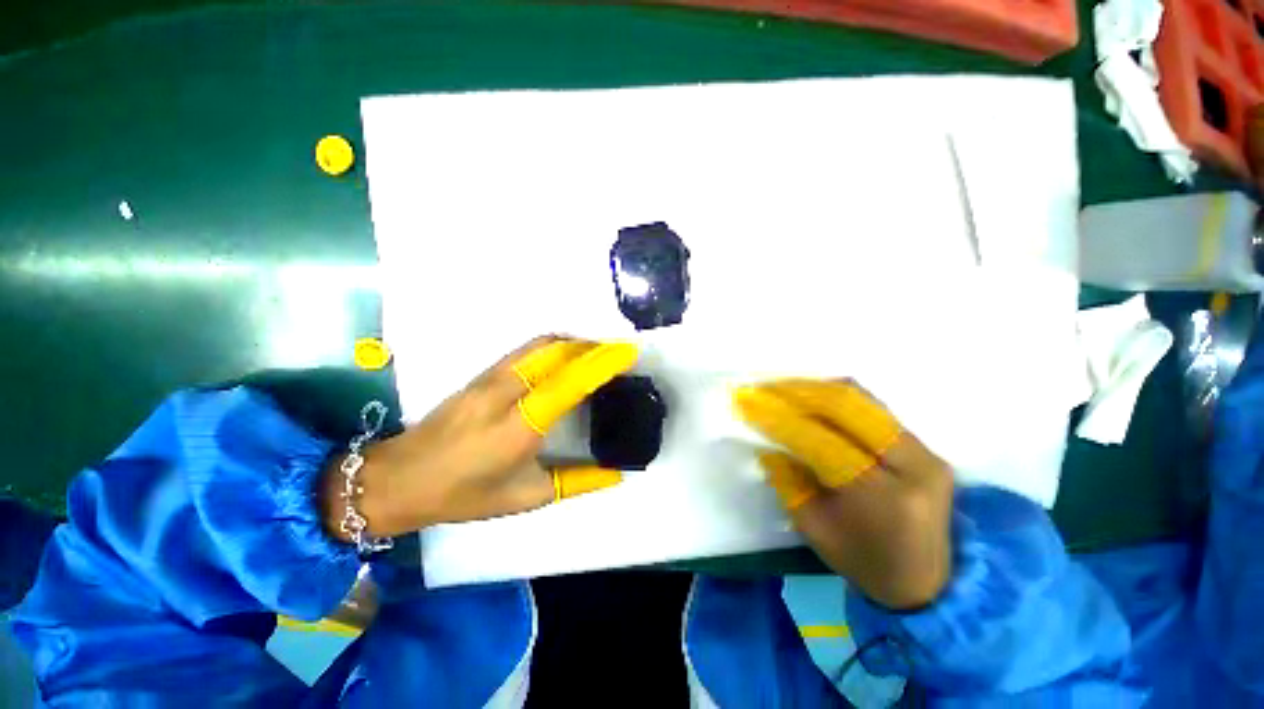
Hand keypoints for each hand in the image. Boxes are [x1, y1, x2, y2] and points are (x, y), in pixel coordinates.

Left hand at [322, 336, 637, 540]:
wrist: (399, 478)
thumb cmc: (465, 494)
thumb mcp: (527, 496)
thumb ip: (578, 482)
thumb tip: (617, 474)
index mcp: (521, 426)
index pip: (571, 382)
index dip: (603, 363)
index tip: (627, 352)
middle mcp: (506, 392)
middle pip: (558, 352)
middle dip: (593, 347)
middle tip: (618, 351)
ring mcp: (490, 378)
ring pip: (542, 345)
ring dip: (574, 342)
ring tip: (597, 350)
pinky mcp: (481, 374)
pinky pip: (526, 349)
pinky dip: (554, 345)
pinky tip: (565, 355)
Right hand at [735, 379, 952, 609]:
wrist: (926, 583)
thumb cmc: (862, 561)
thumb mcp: (813, 527)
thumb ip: (788, 482)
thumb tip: (768, 445)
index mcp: (882, 496)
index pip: (822, 442)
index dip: (782, 420)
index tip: (750, 404)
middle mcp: (912, 466)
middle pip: (848, 409)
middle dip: (799, 393)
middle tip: (767, 388)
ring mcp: (926, 453)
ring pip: (863, 401)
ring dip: (818, 390)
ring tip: (785, 388)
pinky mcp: (927, 448)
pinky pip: (876, 410)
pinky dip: (840, 399)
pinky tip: (814, 396)